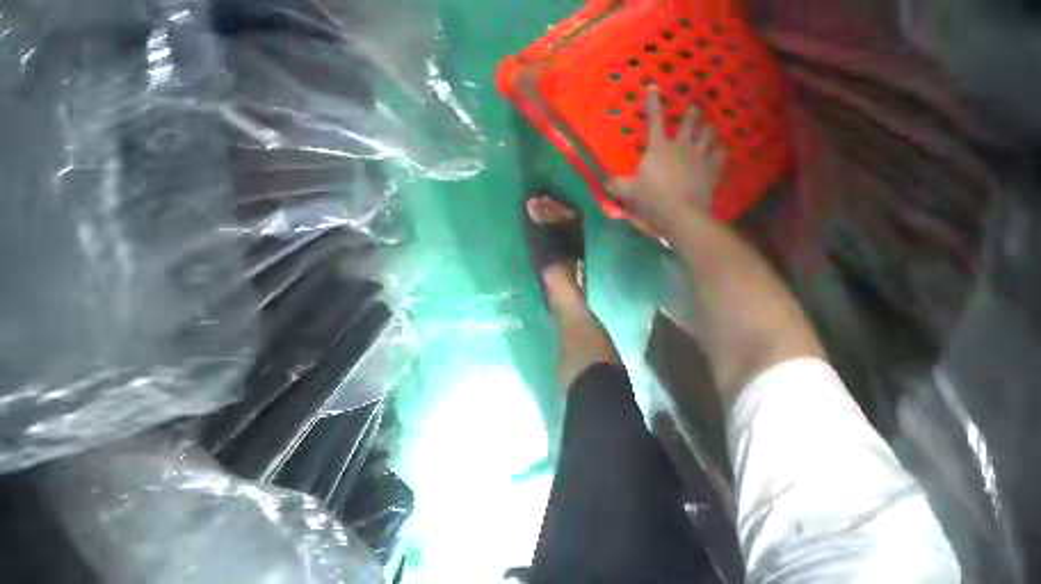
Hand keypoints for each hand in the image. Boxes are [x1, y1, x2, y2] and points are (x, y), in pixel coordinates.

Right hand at [607, 89, 725, 237]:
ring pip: (707, 135)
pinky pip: (721, 155)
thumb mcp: (630, 192)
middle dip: (692, 113)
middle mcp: (681, 146)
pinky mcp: (712, 170)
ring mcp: (699, 157)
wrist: (684, 215)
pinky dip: (722, 150)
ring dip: (709, 128)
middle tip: (695, 107)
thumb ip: (616, 185)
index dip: (654, 102)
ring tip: (710, 124)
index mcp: (659, 147)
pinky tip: (724, 148)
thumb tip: (603, 182)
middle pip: (689, 123)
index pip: (655, 119)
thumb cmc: (654, 200)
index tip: (654, 88)